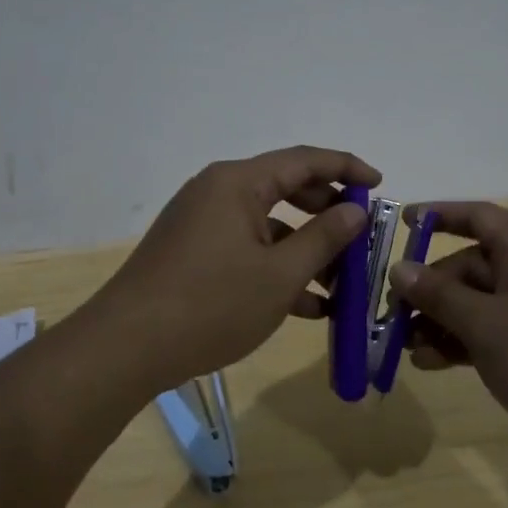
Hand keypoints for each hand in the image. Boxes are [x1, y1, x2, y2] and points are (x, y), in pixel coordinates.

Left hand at [85, 146, 380, 389]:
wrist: (126, 348)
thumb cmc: (211, 304)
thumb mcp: (279, 274)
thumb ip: (324, 238)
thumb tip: (355, 209)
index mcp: (238, 183)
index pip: (304, 160)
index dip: (346, 168)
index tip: (380, 184)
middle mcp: (218, 192)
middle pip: (286, 189)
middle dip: (328, 214)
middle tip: (361, 237)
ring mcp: (202, 223)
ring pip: (268, 225)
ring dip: (305, 250)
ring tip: (342, 284)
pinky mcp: (192, 253)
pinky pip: (246, 249)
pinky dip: (276, 268)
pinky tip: (307, 306)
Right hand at [388, 202, 507, 469]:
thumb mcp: (485, 324)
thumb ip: (439, 295)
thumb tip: (400, 268)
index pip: (477, 216)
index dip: (439, 215)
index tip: (401, 224)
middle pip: (471, 266)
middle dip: (430, 289)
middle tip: (393, 315)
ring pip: (479, 304)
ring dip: (441, 322)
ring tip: (405, 348)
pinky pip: (494, 332)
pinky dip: (464, 343)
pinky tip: (432, 364)